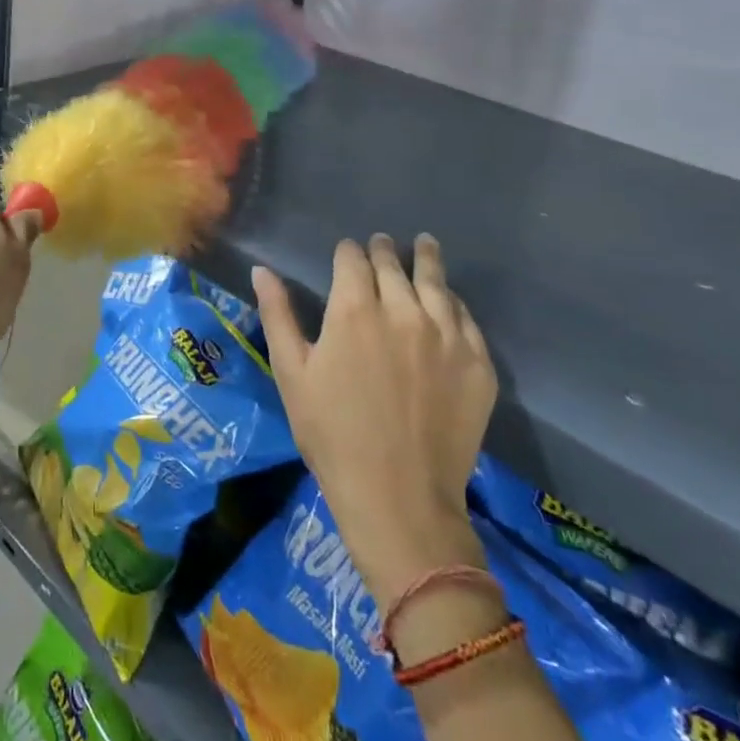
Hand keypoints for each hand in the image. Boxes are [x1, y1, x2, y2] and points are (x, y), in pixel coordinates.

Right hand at [255, 235, 496, 602]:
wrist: (398, 497)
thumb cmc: (331, 433)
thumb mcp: (291, 372)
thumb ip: (277, 314)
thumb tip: (262, 270)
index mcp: (353, 308)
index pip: (352, 259)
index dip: (347, 251)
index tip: (346, 251)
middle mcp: (403, 310)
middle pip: (393, 265)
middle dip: (383, 251)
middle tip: (381, 244)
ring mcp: (446, 336)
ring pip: (436, 282)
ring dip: (426, 259)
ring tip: (424, 244)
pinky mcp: (477, 364)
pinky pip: (466, 318)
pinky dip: (453, 302)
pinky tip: (449, 299)